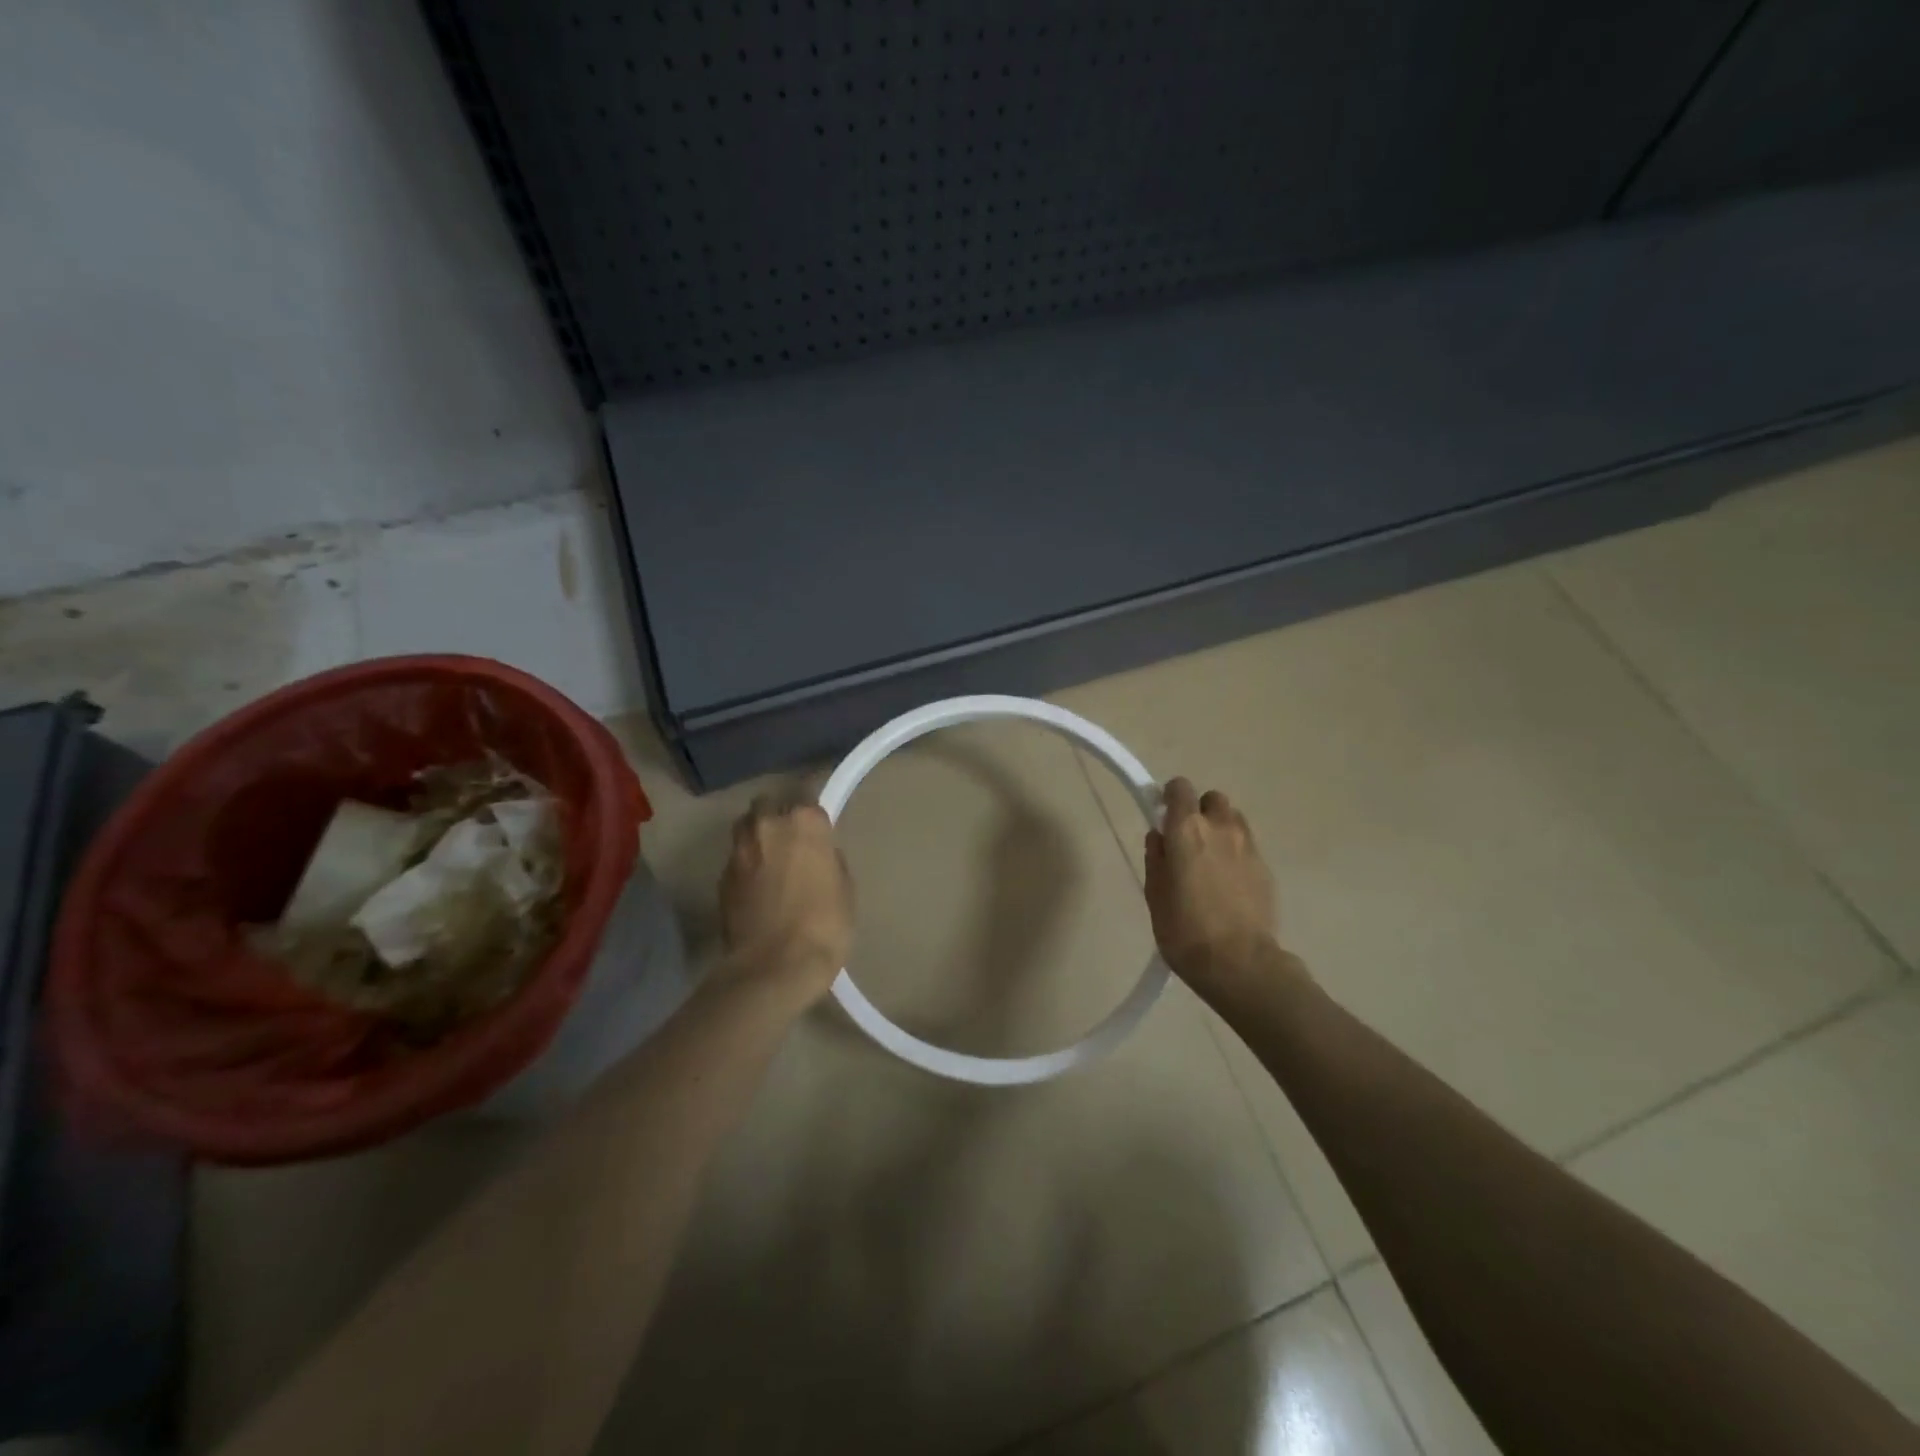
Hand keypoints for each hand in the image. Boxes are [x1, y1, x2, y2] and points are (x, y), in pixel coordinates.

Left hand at [718, 798, 854, 1002]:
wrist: (774, 967)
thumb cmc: (824, 926)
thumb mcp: (845, 889)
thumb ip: (829, 860)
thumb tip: (817, 855)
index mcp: (804, 822)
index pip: (809, 802)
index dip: (813, 819)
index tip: (819, 834)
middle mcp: (767, 825)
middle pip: (769, 805)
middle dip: (778, 816)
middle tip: (792, 841)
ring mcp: (739, 850)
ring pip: (746, 827)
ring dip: (757, 836)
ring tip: (770, 859)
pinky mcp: (721, 877)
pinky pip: (736, 858)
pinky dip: (746, 865)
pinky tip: (757, 887)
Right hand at [1145, 779, 1279, 991]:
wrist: (1239, 962)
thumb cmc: (1184, 929)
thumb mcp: (1155, 894)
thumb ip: (1156, 858)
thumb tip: (1160, 837)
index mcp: (1186, 829)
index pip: (1180, 788)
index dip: (1170, 797)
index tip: (1163, 815)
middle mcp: (1220, 828)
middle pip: (1212, 799)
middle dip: (1199, 811)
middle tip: (1187, 839)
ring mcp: (1248, 846)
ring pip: (1233, 820)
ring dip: (1220, 829)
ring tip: (1209, 860)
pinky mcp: (1266, 868)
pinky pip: (1247, 846)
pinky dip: (1235, 853)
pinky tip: (1227, 883)